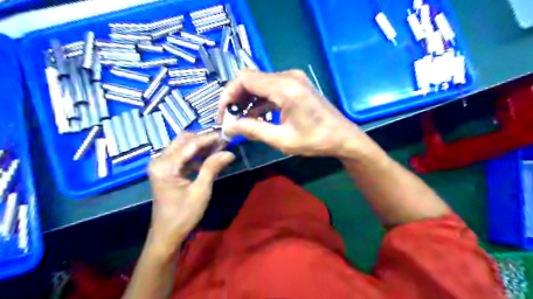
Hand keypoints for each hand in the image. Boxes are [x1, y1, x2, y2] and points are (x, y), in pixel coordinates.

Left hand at [148, 133, 234, 253]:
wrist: (167, 234)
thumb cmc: (184, 215)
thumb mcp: (201, 191)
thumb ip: (212, 168)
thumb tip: (229, 152)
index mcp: (165, 166)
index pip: (190, 144)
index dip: (209, 138)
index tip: (226, 135)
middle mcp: (159, 160)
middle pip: (183, 140)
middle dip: (203, 139)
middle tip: (222, 143)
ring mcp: (160, 164)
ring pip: (182, 145)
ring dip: (200, 145)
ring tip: (219, 149)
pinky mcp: (165, 169)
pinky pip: (181, 155)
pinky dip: (195, 154)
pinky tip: (208, 158)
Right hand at [219, 70, 371, 158]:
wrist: (342, 137)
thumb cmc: (315, 141)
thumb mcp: (281, 139)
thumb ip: (253, 130)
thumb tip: (229, 127)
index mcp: (285, 87)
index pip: (244, 79)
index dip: (228, 95)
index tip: (223, 115)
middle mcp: (287, 77)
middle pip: (250, 79)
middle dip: (235, 98)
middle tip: (229, 119)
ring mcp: (292, 79)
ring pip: (259, 84)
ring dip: (246, 101)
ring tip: (239, 121)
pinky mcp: (295, 85)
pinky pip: (270, 89)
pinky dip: (259, 101)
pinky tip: (254, 117)